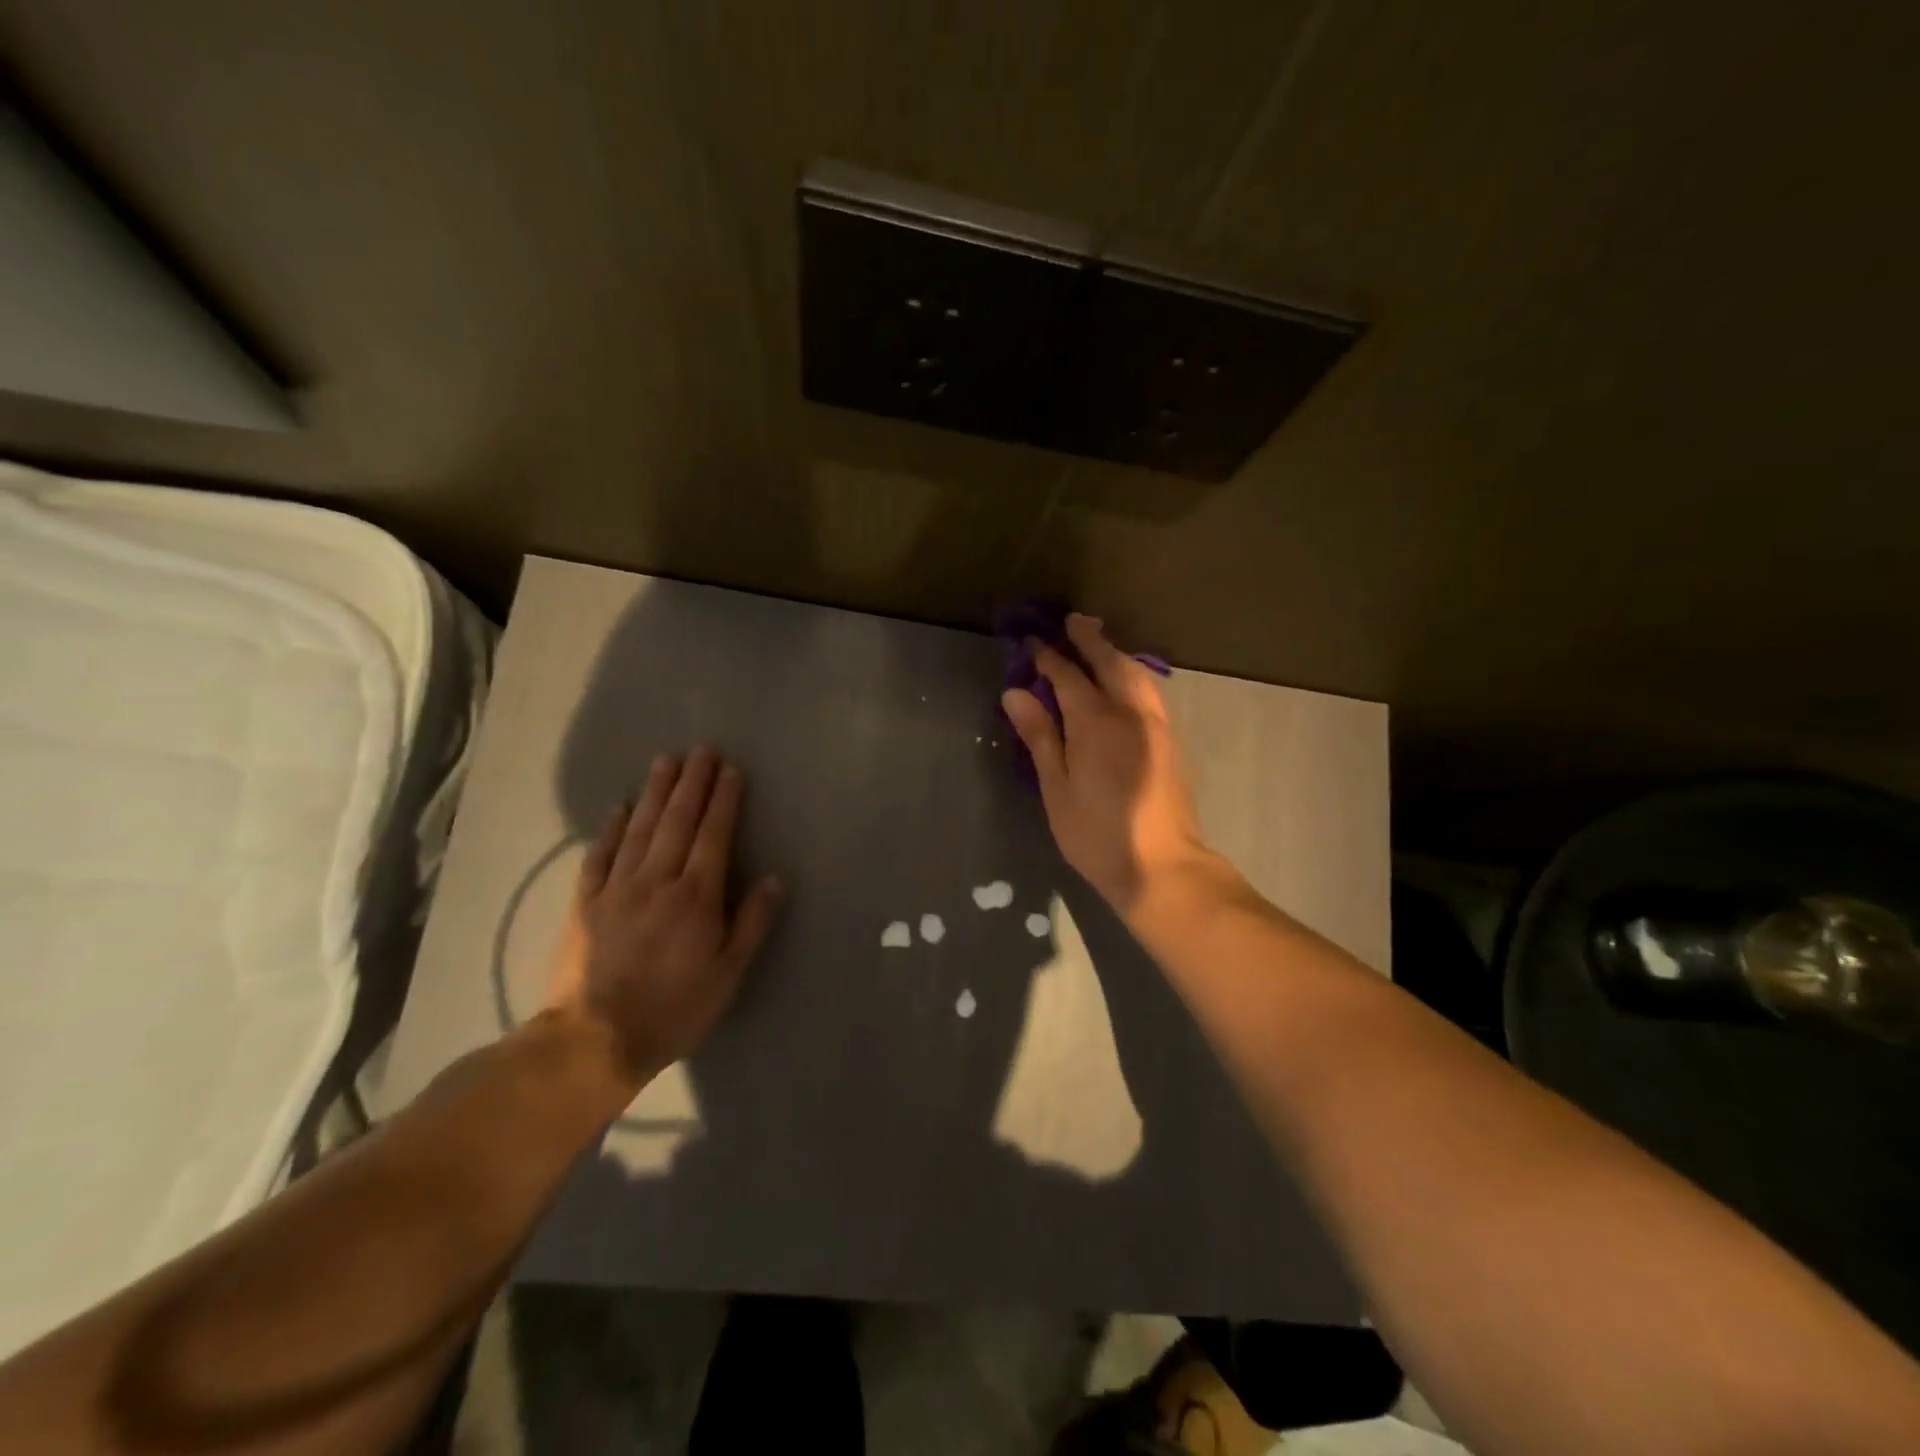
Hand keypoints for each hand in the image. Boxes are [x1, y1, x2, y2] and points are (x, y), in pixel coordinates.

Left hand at [545, 747, 782, 1088]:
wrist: (593, 1041)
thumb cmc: (673, 1009)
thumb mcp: (728, 974)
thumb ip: (752, 923)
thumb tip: (774, 879)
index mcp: (695, 896)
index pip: (713, 835)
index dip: (723, 800)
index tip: (730, 770)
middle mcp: (657, 880)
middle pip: (677, 820)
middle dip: (692, 782)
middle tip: (701, 750)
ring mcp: (616, 888)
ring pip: (639, 828)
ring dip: (655, 792)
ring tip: (666, 761)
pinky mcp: (584, 902)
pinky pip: (599, 855)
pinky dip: (610, 827)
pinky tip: (618, 806)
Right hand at [1001, 614, 1217, 914]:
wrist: (1162, 867)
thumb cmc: (1097, 835)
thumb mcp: (1056, 789)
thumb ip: (1039, 736)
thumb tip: (1015, 693)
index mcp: (1096, 722)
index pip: (1068, 676)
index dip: (1048, 658)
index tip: (1032, 643)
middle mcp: (1130, 713)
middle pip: (1110, 663)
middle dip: (1089, 640)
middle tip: (1071, 622)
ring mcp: (1155, 725)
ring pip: (1136, 674)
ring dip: (1114, 654)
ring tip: (1097, 642)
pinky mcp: (1169, 740)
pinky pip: (1148, 691)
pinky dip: (1131, 673)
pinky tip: (1122, 681)